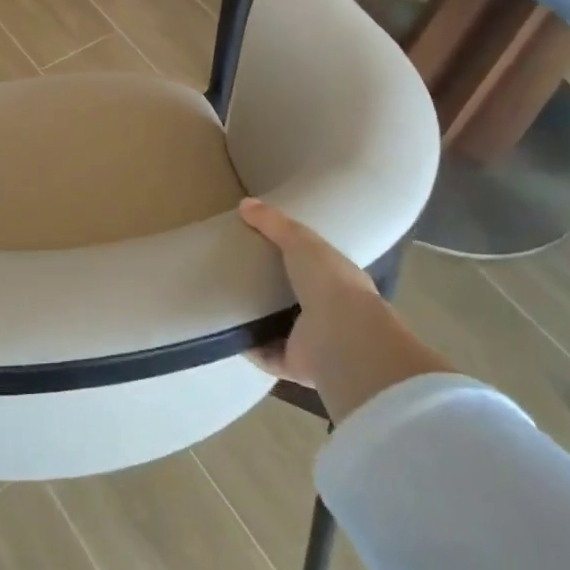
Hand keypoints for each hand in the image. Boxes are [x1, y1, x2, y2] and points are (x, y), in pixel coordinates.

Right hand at [239, 199, 454, 423]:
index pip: (316, 267)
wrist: (343, 337)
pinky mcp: (296, 365)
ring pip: (282, 330)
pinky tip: (227, 334)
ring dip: (260, 322)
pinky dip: (249, 348)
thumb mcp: (301, 241)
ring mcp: (313, 342)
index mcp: (337, 281)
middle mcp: (329, 312)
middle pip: (296, 299)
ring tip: (228, 305)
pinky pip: (267, 356)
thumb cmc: (329, 282)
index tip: (266, 248)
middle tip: (240, 276)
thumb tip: (244, 203)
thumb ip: (274, 223)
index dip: (296, 257)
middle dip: (272, 291)